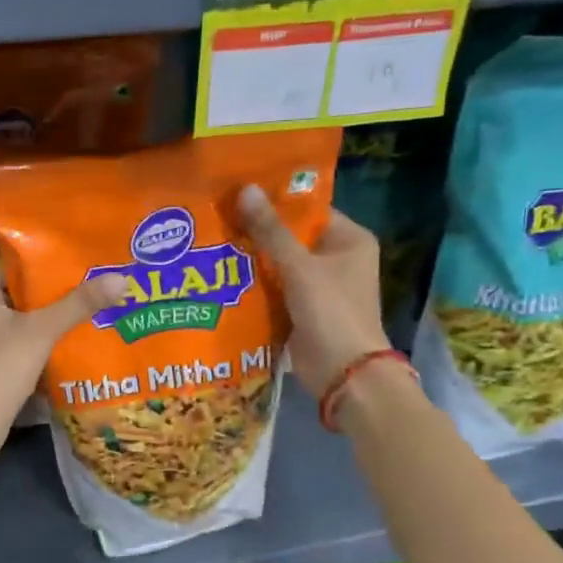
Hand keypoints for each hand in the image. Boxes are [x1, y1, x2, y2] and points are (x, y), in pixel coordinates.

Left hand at [0, 258, 125, 442]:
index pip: (15, 259)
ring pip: (19, 311)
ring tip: (92, 304)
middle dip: (56, 289)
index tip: (85, 260)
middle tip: (96, 281)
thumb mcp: (41, 331)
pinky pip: (15, 333)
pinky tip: (72, 334)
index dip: (51, 260)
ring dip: (50, 313)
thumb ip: (79, 304)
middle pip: (19, 285)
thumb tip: (121, 278)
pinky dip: (39, 334)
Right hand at [236, 185, 389, 396]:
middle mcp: (337, 259)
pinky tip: (222, 275)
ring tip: (213, 240)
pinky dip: (255, 284)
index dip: (275, 202)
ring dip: (252, 259)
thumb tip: (245, 189)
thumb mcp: (299, 268)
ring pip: (280, 264)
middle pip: (291, 237)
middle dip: (258, 232)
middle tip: (218, 216)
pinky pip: (275, 289)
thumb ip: (270, 231)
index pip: (308, 210)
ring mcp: (319, 287)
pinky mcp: (302, 310)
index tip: (238, 193)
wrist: (343, 373)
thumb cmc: (331, 312)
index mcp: (349, 240)